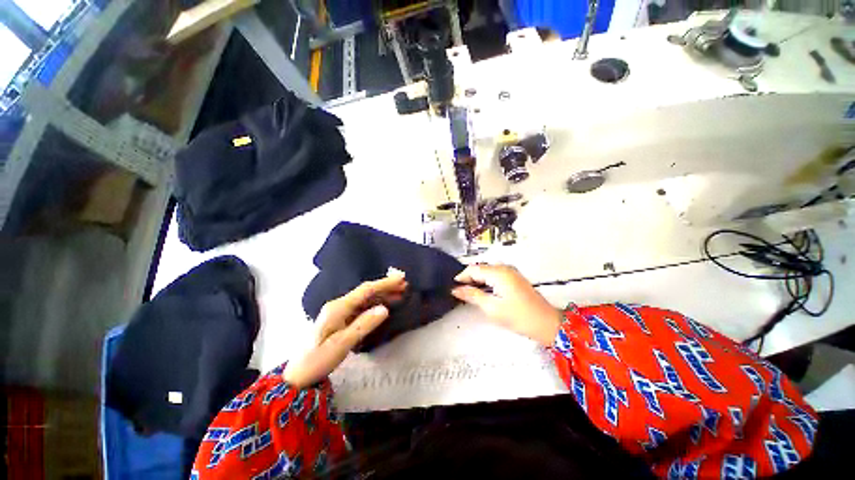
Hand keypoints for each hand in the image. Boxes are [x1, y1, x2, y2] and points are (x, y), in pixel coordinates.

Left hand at [283, 272, 406, 388]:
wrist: (297, 375)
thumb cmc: (317, 360)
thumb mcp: (341, 344)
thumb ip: (363, 325)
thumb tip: (384, 309)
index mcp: (338, 307)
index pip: (366, 290)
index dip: (384, 283)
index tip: (401, 279)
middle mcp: (339, 305)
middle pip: (366, 291)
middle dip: (386, 287)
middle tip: (404, 284)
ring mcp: (340, 311)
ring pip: (365, 298)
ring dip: (383, 294)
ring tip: (400, 293)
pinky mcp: (341, 319)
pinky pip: (362, 307)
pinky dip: (376, 303)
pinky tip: (385, 305)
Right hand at [451, 264, 560, 346]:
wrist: (547, 323)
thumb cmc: (518, 316)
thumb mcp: (492, 307)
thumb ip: (472, 295)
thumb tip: (455, 289)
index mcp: (498, 272)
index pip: (473, 269)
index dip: (461, 277)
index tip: (452, 287)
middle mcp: (504, 267)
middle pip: (480, 269)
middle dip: (469, 279)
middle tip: (459, 292)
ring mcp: (511, 272)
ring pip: (487, 272)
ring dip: (477, 281)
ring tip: (468, 294)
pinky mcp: (515, 278)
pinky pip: (495, 276)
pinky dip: (486, 283)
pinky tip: (483, 293)